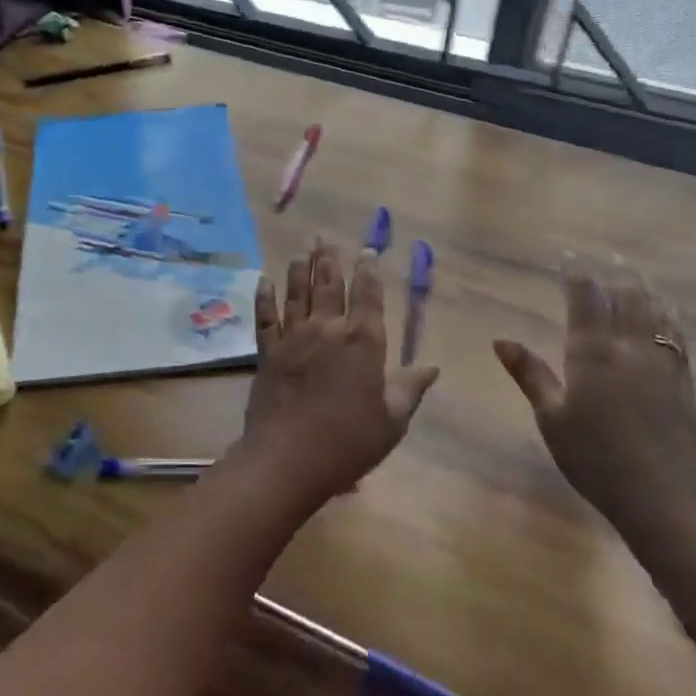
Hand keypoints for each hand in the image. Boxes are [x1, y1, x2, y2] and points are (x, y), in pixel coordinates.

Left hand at [238, 240, 437, 504]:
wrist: (289, 457)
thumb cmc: (349, 442)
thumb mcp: (391, 420)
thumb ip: (409, 389)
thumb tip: (432, 367)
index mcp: (362, 342)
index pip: (368, 296)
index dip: (369, 272)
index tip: (367, 251)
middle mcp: (327, 329)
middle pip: (329, 285)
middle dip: (329, 259)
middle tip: (324, 237)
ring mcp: (293, 337)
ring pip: (297, 293)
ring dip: (299, 268)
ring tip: (302, 249)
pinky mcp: (268, 351)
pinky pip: (265, 316)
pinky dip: (264, 297)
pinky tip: (263, 280)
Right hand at [493, 261, 695, 556]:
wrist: (667, 502)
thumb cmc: (596, 461)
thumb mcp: (551, 419)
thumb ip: (530, 374)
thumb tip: (500, 340)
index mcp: (591, 355)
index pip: (585, 302)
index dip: (577, 277)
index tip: (571, 257)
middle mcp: (628, 350)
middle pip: (624, 300)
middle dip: (614, 274)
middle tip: (609, 255)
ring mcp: (661, 365)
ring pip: (653, 313)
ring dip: (643, 288)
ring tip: (636, 271)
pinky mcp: (684, 383)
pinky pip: (676, 337)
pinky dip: (668, 316)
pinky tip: (666, 311)